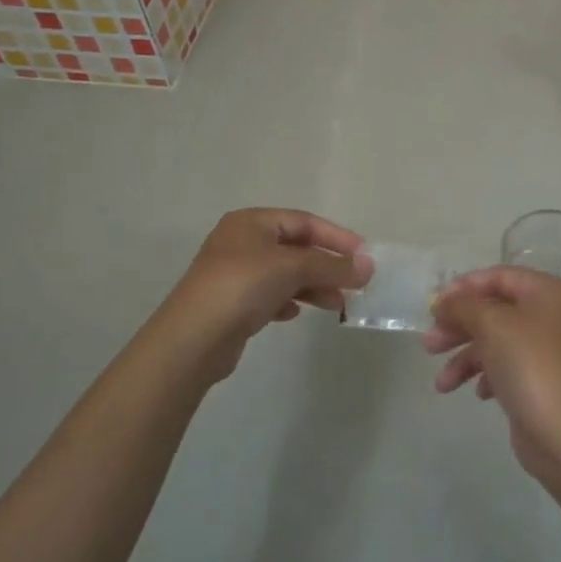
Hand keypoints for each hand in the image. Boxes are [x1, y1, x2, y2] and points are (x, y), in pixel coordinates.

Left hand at [153, 208, 369, 382]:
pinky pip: (269, 295)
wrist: (192, 340)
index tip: (363, 256)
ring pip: (284, 274)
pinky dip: (289, 300)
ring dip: (312, 285)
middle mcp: (241, 242)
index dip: (336, 237)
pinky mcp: (231, 304)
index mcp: (251, 222)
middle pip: (295, 248)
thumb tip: (369, 266)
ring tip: (336, 304)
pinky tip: (297, 313)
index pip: (304, 222)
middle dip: (326, 265)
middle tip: (354, 283)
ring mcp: (234, 273)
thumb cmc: (242, 287)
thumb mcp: (292, 268)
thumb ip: (333, 266)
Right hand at [425, 266, 560, 480]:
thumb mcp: (491, 325)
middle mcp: (549, 315)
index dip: (464, 287)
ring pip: (495, 341)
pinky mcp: (539, 379)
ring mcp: (545, 349)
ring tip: (442, 383)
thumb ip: (463, 306)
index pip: (499, 276)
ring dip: (465, 357)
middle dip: (459, 326)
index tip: (435, 305)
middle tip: (429, 344)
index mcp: (547, 292)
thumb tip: (443, 301)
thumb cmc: (529, 365)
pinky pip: (505, 366)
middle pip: (494, 310)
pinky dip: (485, 375)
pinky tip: (478, 393)